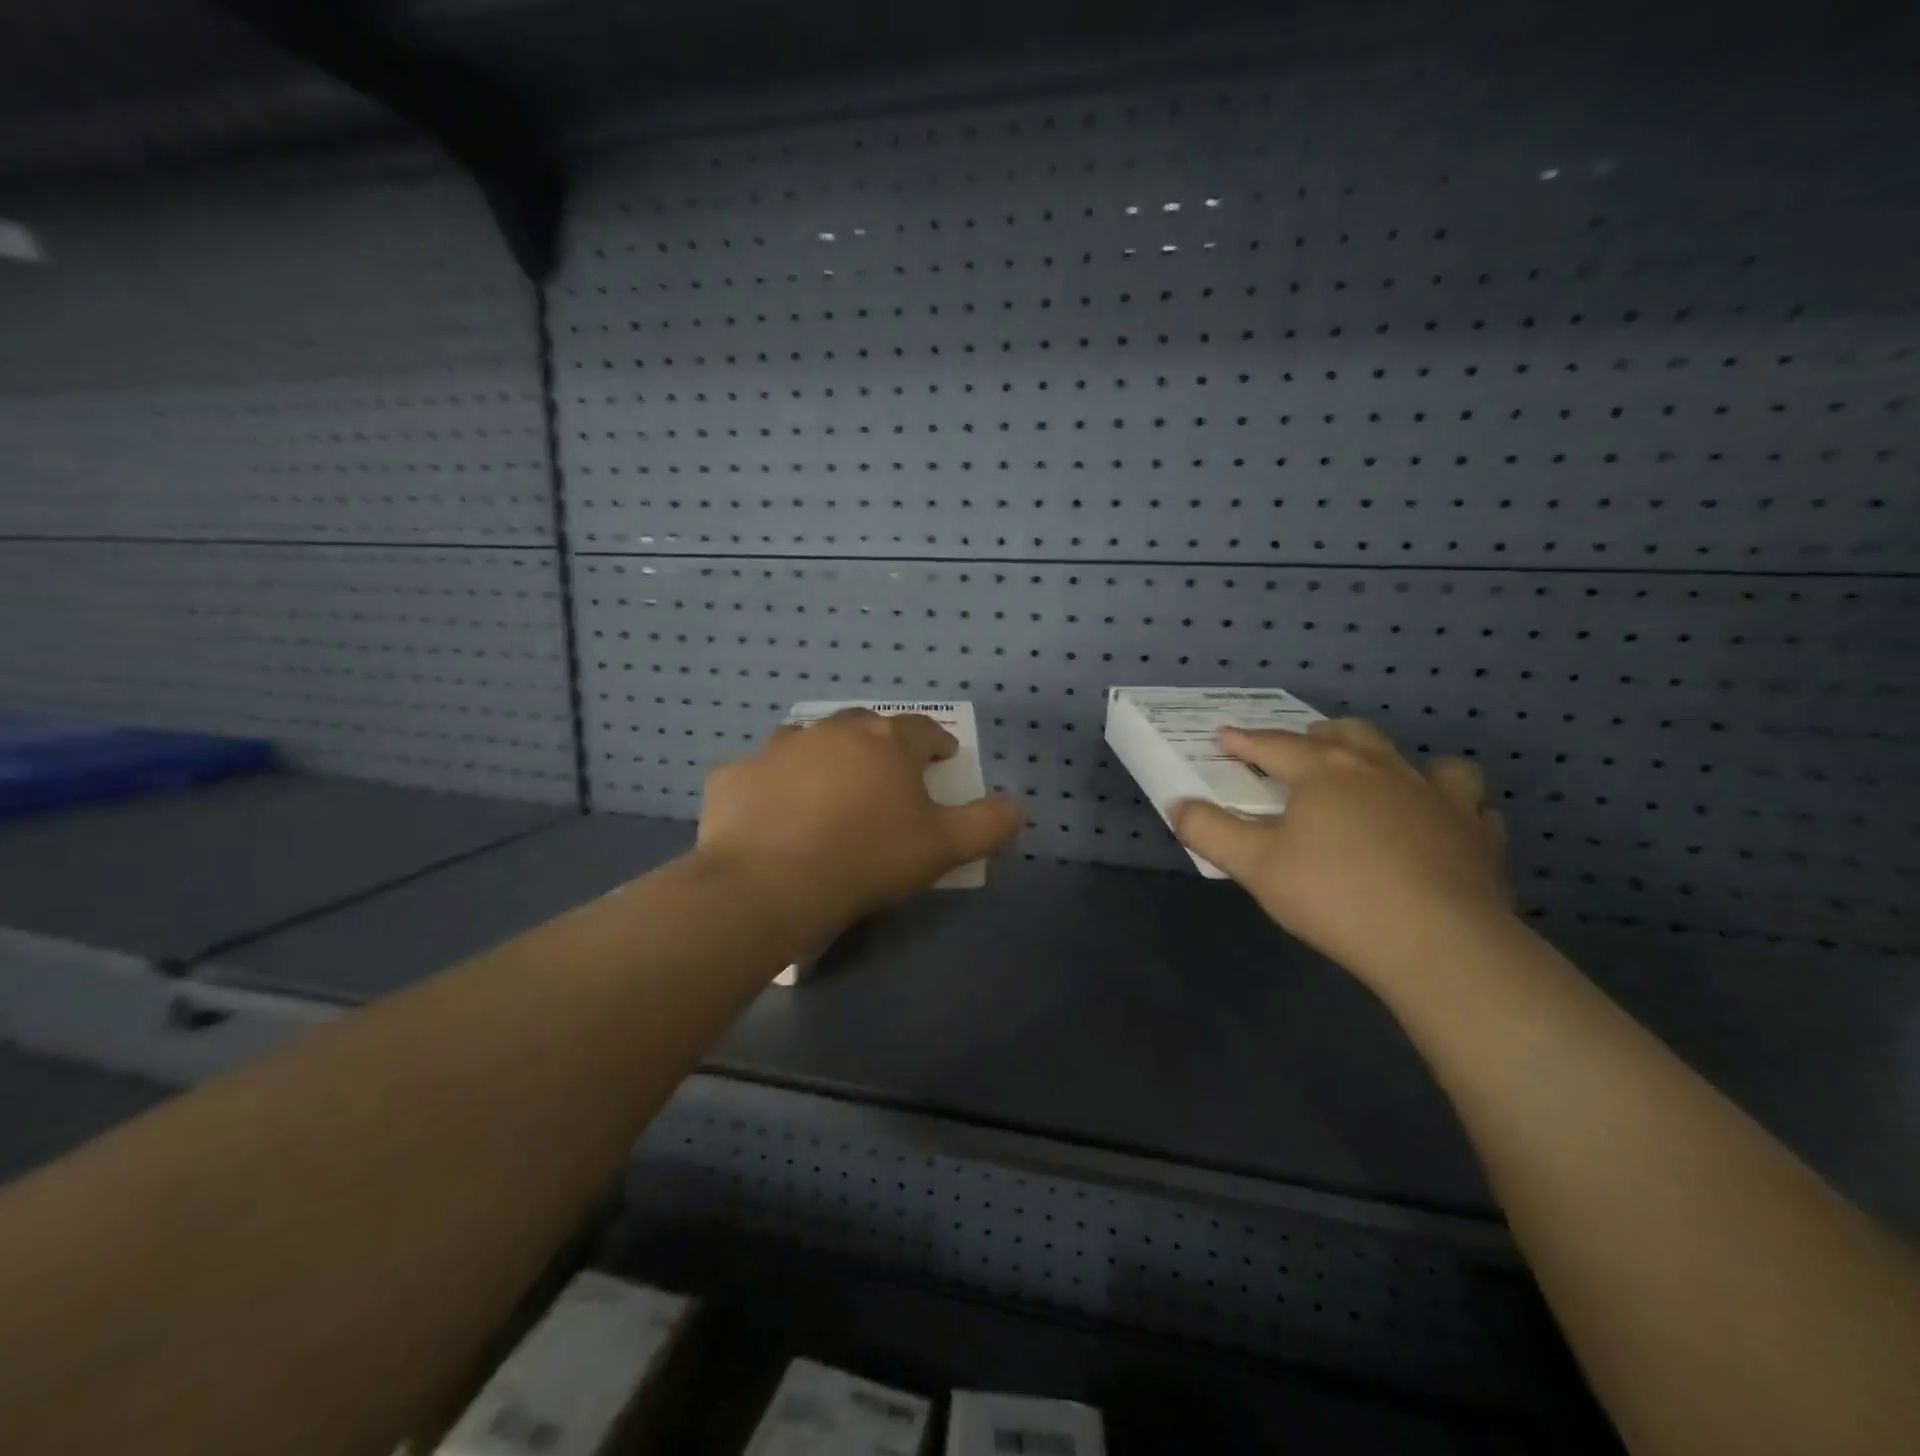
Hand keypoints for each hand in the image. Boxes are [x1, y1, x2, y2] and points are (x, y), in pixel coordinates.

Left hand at [693, 710, 1024, 945]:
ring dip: (823, 757)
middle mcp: (832, 731)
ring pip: (808, 741)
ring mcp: (777, 748)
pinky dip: (768, 786)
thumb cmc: (868, 859)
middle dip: (881, 745)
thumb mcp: (944, 848)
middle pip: (865, 726)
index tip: (943, 760)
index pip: (923, 730)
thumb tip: (1019, 806)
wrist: (770, 884)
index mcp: (885, 742)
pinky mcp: (734, 774)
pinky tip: (769, 813)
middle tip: (886, 776)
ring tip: (826, 789)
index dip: (937, 743)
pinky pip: (757, 774)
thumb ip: (988, 824)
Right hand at [1171, 718, 1512, 977]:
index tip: (1225, 736)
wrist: (1439, 943)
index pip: (1275, 745)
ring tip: (1383, 780)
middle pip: (1349, 735)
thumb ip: (1210, 831)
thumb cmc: (1334, 895)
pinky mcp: (1480, 834)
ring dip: (1397, 763)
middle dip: (1320, 736)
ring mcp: (1439, 798)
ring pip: (1421, 760)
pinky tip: (1443, 825)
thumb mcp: (1255, 865)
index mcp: (1325, 772)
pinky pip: (1471, 805)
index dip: (1246, 740)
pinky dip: (1453, 807)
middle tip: (1305, 748)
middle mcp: (1383, 770)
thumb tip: (1177, 804)